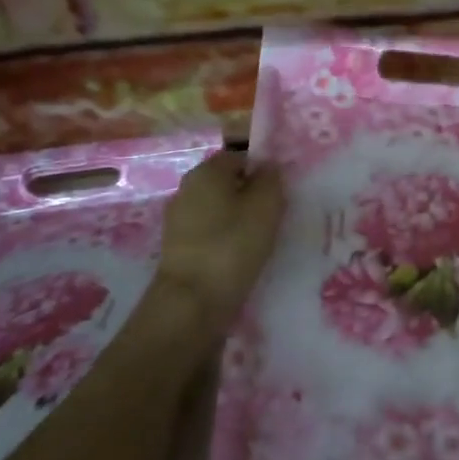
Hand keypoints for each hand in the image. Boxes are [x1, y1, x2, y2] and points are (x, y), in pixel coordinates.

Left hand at [152, 150, 284, 344]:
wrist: (191, 302)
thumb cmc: (232, 246)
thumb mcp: (266, 207)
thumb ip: (271, 180)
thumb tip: (269, 167)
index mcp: (206, 171)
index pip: (240, 156)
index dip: (263, 170)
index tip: (281, 192)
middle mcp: (187, 188)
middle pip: (227, 183)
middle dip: (251, 195)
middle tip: (275, 216)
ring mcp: (178, 219)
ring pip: (219, 209)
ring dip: (239, 219)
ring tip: (261, 239)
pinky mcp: (177, 247)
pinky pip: (210, 232)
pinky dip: (225, 239)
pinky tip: (240, 256)